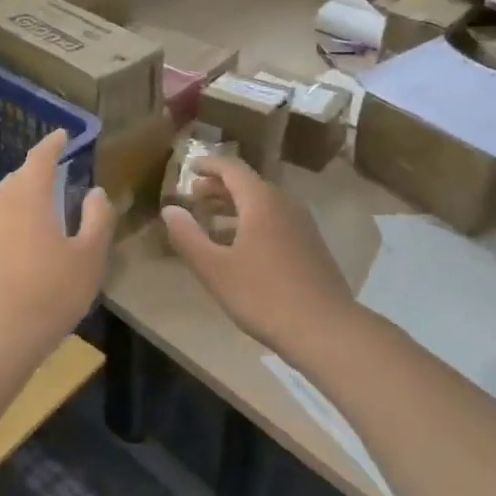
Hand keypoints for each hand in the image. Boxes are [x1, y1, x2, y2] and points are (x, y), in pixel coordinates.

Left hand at [0, 130, 116, 376]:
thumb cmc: (47, 297)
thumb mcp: (88, 260)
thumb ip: (97, 220)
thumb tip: (95, 192)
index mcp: (27, 197)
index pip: (40, 158)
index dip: (53, 144)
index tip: (62, 135)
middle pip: (17, 179)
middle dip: (35, 174)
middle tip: (55, 175)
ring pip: (0, 204)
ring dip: (19, 201)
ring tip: (38, 212)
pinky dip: (6, 228)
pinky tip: (16, 249)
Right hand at [161, 155, 352, 351]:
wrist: (326, 330)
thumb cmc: (264, 295)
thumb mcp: (215, 269)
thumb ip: (188, 236)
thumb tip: (170, 209)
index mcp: (261, 201)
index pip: (232, 168)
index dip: (209, 165)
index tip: (189, 167)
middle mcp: (284, 204)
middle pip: (248, 185)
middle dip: (218, 187)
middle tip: (194, 196)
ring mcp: (302, 226)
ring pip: (263, 205)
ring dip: (234, 208)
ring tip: (210, 222)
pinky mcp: (311, 247)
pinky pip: (275, 222)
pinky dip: (252, 223)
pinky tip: (240, 249)